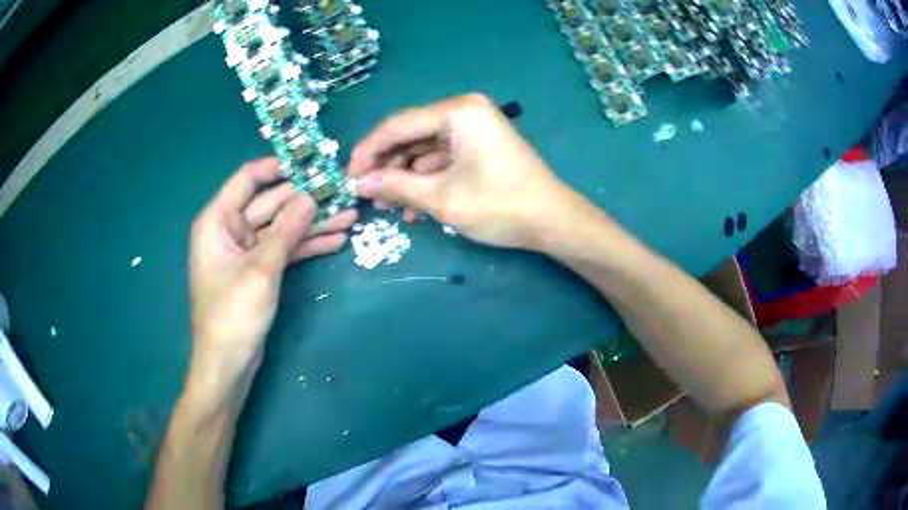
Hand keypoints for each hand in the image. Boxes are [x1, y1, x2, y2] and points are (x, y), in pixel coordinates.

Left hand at [188, 158, 355, 386]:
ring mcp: (246, 251)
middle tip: (342, 190)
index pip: (248, 179)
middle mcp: (230, 229)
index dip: (278, 167)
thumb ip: (286, 230)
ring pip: (282, 228)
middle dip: (306, 199)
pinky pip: (285, 250)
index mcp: (218, 220)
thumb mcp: (261, 268)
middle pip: (271, 204)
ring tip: (351, 215)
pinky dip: (307, 246)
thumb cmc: (233, 314)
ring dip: (313, 223)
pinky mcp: (259, 271)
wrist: (228, 364)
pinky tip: (336, 240)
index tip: (310, 163)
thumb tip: (310, 196)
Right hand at [348, 94, 577, 249]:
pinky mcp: (478, 145)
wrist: (552, 222)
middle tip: (366, 195)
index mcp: (457, 110)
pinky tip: (412, 207)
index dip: (367, 152)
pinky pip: (441, 157)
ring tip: (387, 208)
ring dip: (404, 177)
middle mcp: (463, 110)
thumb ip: (395, 186)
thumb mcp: (441, 198)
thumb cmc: (499, 206)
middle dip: (386, 166)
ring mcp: (472, 127)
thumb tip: (358, 185)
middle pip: (410, 134)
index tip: (347, 177)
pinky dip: (425, 179)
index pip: (397, 125)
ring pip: (423, 148)